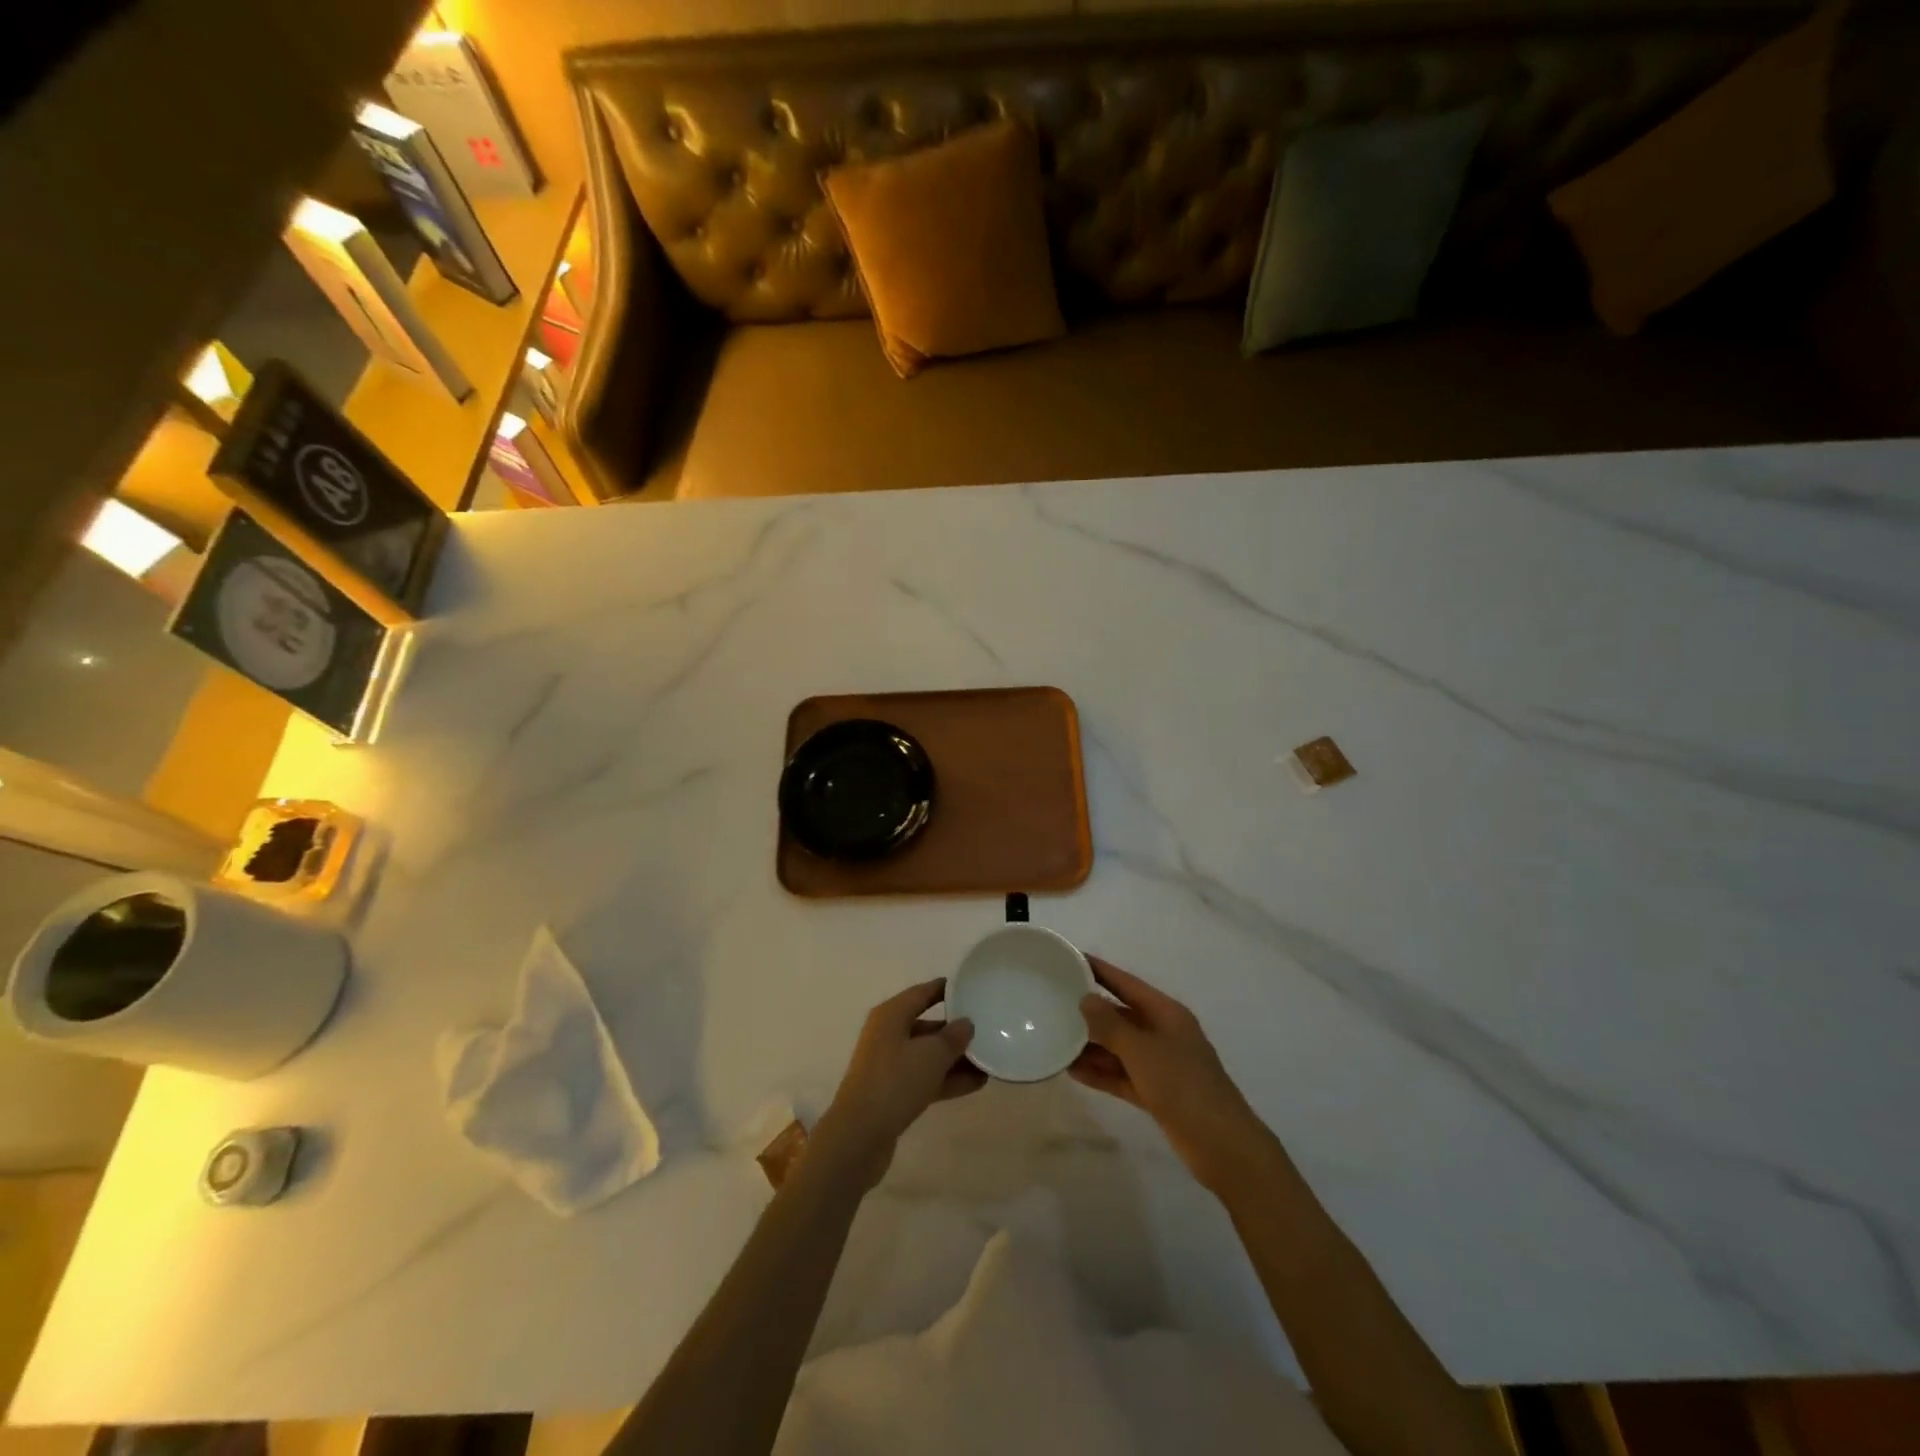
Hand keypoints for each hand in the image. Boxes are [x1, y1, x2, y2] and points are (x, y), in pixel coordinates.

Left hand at [814, 979, 984, 1189]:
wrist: (860, 1136)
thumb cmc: (895, 1081)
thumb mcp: (931, 1054)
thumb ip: (953, 1036)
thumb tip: (966, 1023)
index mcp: (891, 1015)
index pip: (922, 993)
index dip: (945, 989)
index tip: (970, 987)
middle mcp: (888, 1035)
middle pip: (926, 1025)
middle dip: (955, 1029)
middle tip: (987, 1029)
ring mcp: (889, 1065)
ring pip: (928, 1055)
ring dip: (956, 1058)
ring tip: (989, 1060)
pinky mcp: (893, 1093)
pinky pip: (925, 1078)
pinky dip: (948, 1079)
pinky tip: (977, 1084)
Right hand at [1072, 957, 1274, 1191]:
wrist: (1222, 1146)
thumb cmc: (1183, 1086)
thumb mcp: (1143, 1051)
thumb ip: (1111, 1025)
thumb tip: (1085, 999)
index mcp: (1166, 1013)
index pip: (1126, 983)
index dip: (1099, 970)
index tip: (1070, 959)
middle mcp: (1163, 1033)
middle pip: (1121, 1014)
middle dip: (1090, 1011)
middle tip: (1053, 1002)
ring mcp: (1160, 1064)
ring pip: (1119, 1047)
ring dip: (1091, 1045)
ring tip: (1055, 1038)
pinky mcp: (1156, 1093)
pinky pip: (1122, 1075)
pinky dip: (1101, 1073)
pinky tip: (1072, 1071)